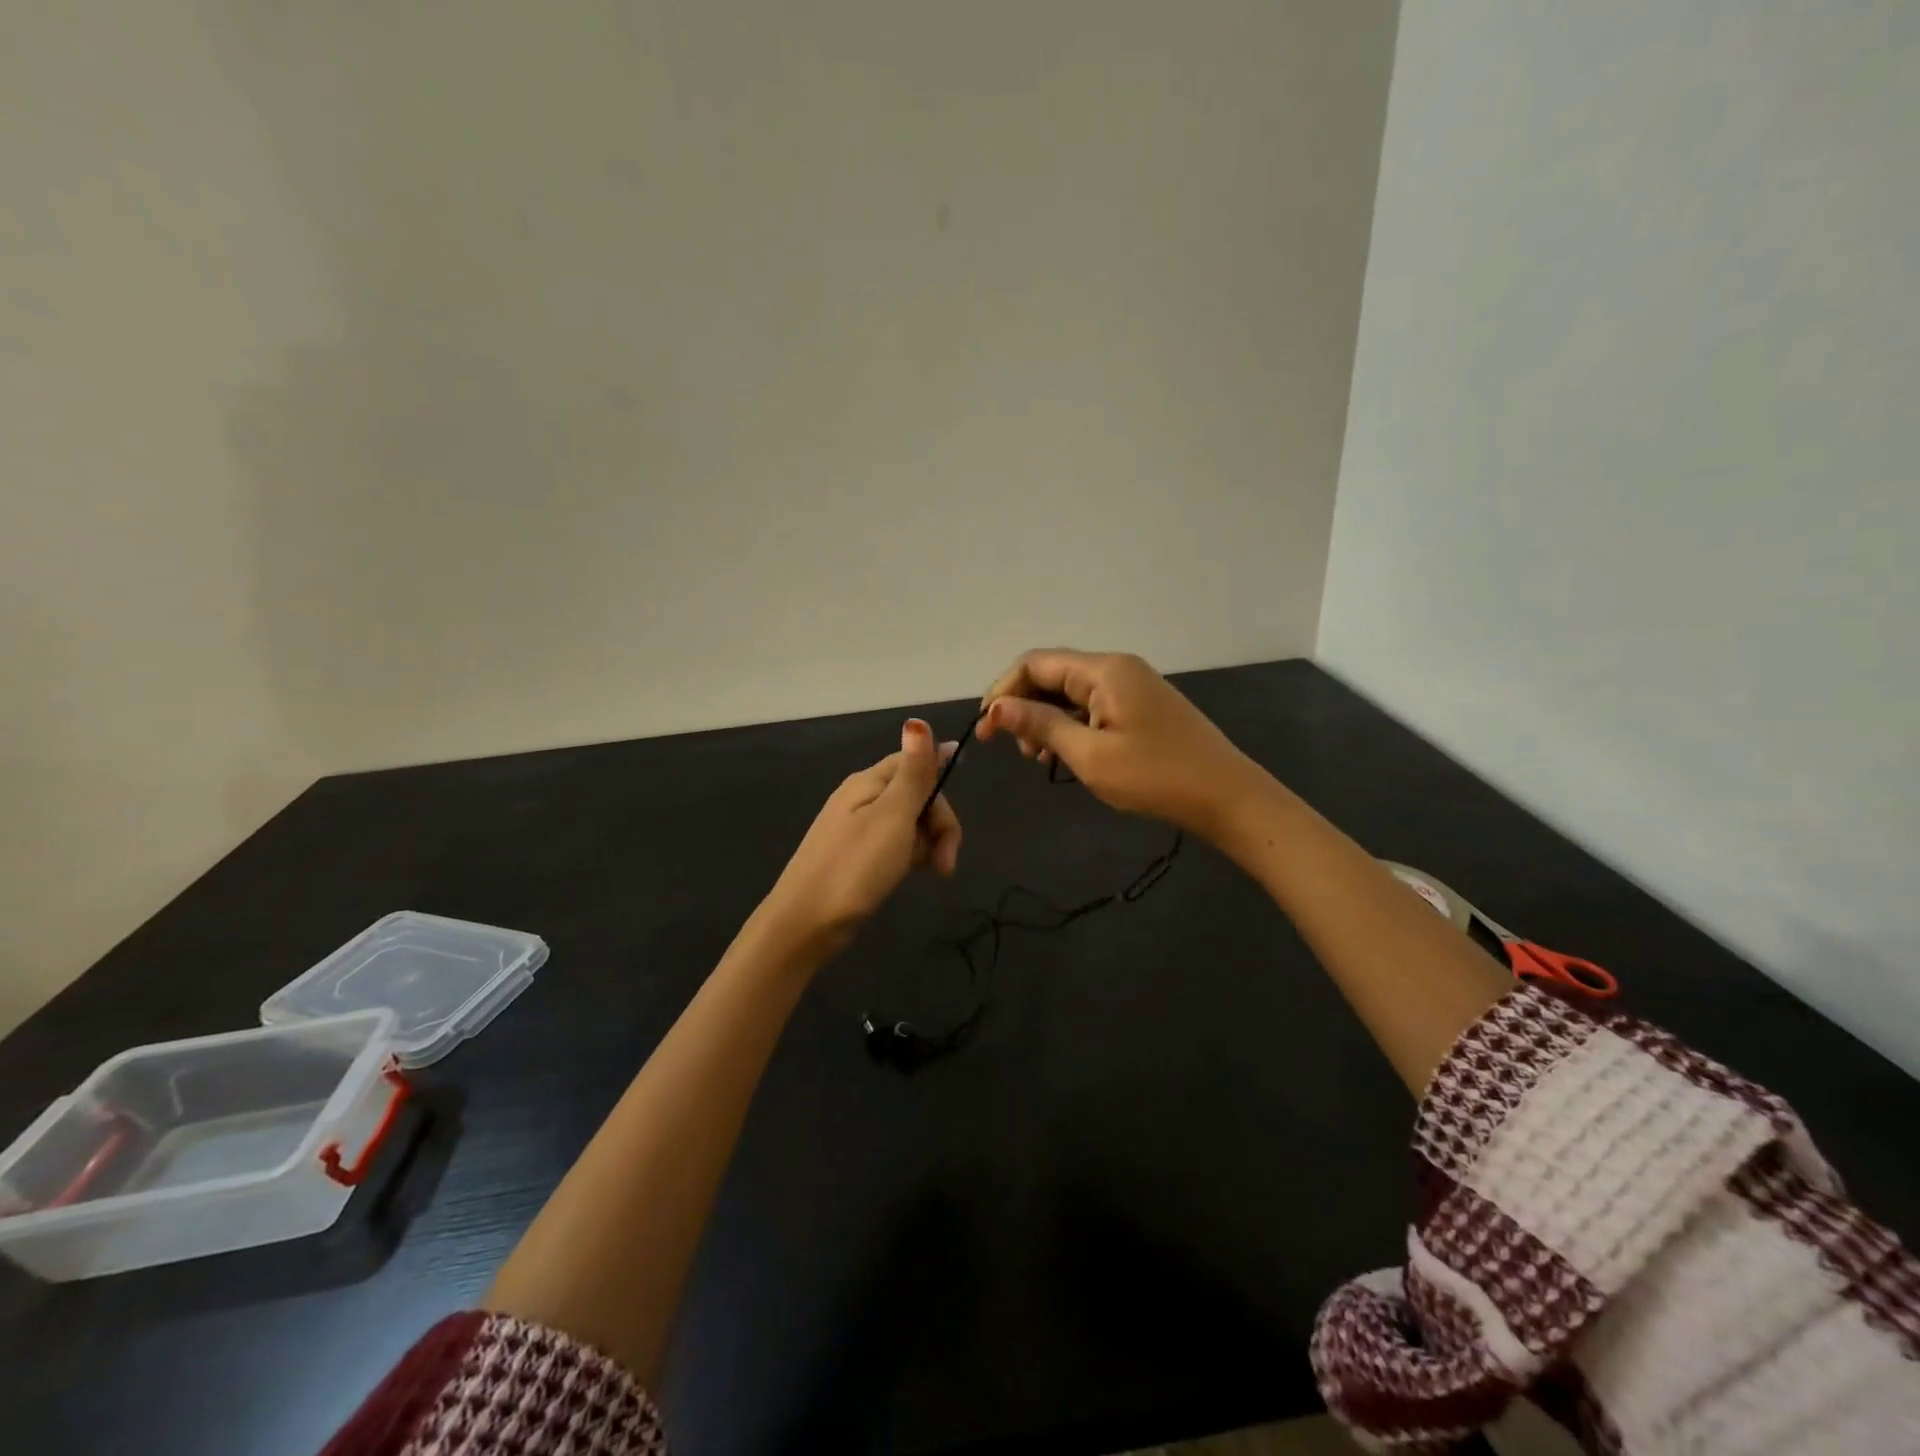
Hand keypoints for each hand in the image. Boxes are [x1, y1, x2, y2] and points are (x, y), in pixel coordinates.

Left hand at [764, 719, 961, 947]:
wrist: (805, 924)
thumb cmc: (854, 868)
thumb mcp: (892, 816)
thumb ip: (912, 772)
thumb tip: (918, 721)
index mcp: (868, 782)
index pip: (916, 764)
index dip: (941, 788)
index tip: (952, 825)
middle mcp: (861, 798)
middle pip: (916, 795)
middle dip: (938, 825)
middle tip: (945, 865)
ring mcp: (856, 828)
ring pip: (908, 823)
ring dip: (926, 845)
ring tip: (928, 873)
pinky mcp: (855, 855)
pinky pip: (893, 844)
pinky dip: (907, 857)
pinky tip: (906, 875)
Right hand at [979, 648, 1261, 840]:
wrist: (1227, 797)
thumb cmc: (1155, 777)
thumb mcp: (1090, 755)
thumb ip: (1041, 725)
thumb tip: (996, 708)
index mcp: (1104, 670)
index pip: (1035, 663)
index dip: (1003, 692)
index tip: (985, 731)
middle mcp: (1117, 668)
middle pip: (1053, 674)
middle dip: (1024, 706)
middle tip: (1015, 750)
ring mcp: (1133, 686)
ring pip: (1071, 692)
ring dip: (1046, 719)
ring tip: (1039, 758)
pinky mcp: (1142, 707)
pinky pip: (1093, 706)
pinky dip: (1071, 726)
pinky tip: (1066, 755)